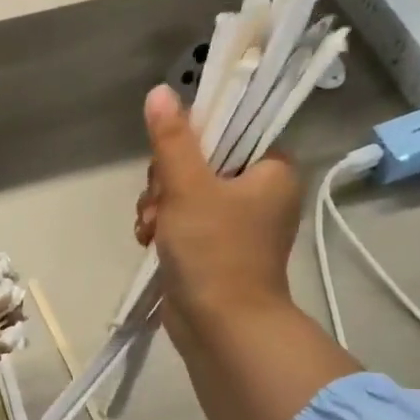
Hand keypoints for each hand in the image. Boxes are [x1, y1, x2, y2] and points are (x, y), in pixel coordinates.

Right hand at [134, 84, 303, 347]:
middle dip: (167, 181)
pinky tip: (147, 240)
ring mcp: (236, 223)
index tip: (174, 160)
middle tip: (162, 202)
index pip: (231, 131)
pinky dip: (162, 227)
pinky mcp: (214, 248)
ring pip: (184, 191)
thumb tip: (160, 92)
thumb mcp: (188, 187)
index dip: (195, 139)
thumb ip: (173, 139)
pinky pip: (182, 220)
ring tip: (152, 228)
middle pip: (200, 161)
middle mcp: (259, 193)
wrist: (221, 326)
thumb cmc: (214, 251)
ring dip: (159, 206)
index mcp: (272, 171)